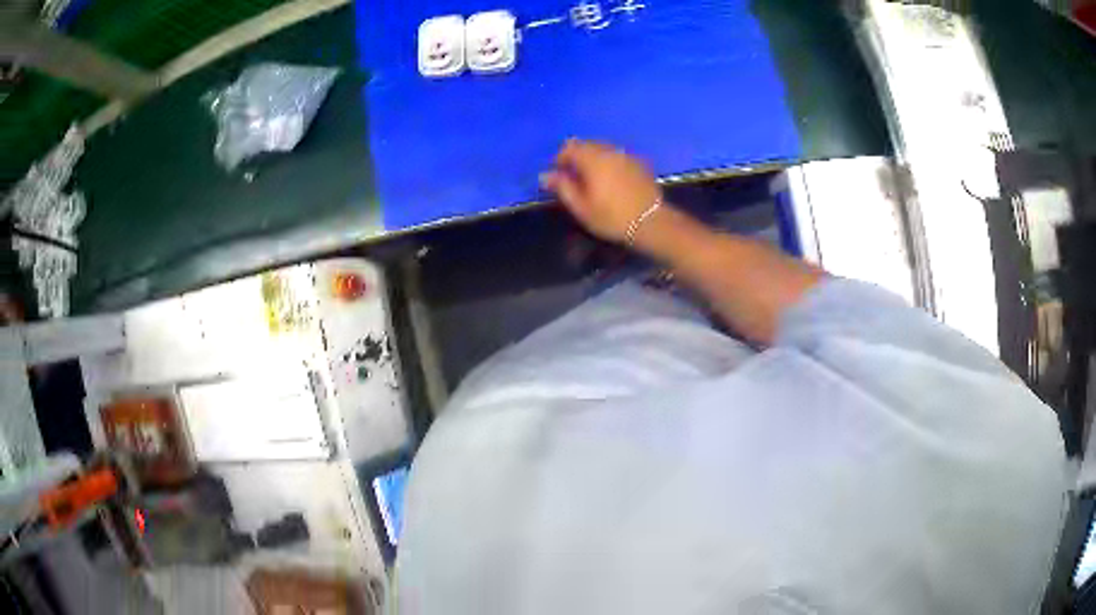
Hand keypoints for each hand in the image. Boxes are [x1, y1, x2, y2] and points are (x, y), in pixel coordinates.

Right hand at [541, 139, 663, 244]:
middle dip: (576, 157)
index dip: (559, 159)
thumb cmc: (611, 217)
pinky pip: (616, 155)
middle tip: (573, 179)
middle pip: (586, 144)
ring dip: (592, 159)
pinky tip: (610, 181)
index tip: (558, 177)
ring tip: (591, 180)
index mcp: (592, 159)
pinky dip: (608, 162)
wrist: (651, 222)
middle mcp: (609, 151)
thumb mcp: (581, 207)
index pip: (569, 147)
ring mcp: (626, 155)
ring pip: (602, 148)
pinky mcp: (638, 163)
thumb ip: (562, 187)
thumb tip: (545, 175)